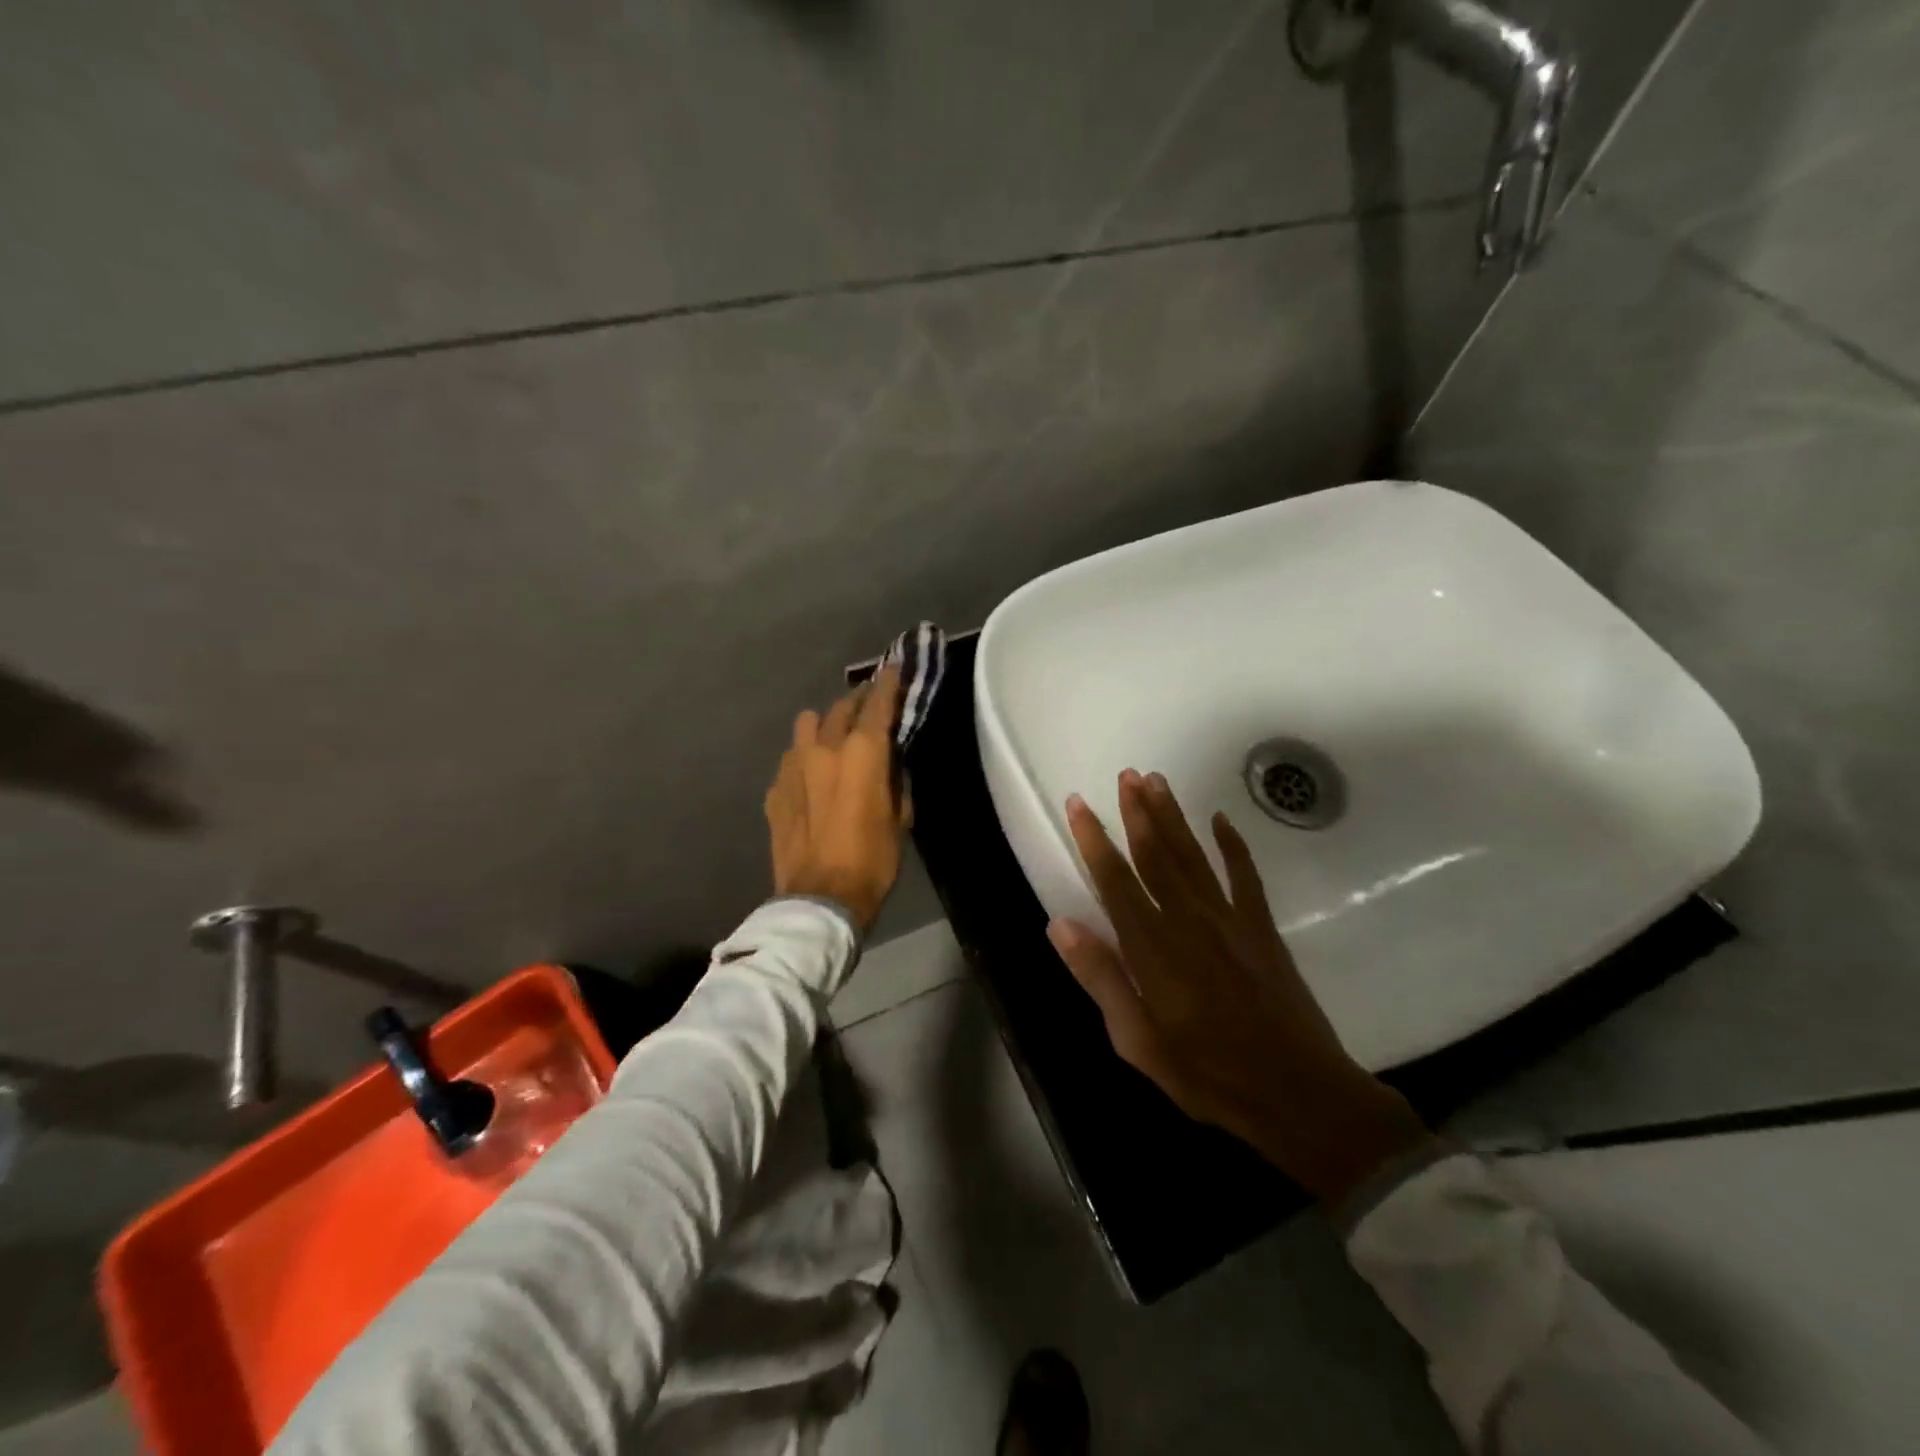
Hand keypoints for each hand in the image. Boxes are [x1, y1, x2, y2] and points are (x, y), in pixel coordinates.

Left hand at [765, 669, 910, 934]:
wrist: (820, 898)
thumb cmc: (873, 859)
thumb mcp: (900, 817)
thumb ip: (896, 779)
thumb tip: (891, 761)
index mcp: (862, 752)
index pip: (878, 703)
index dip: (889, 682)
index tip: (895, 666)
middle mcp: (824, 747)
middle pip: (841, 707)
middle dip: (858, 702)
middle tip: (870, 707)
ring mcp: (793, 766)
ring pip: (808, 725)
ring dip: (824, 725)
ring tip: (834, 740)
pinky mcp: (774, 788)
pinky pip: (791, 758)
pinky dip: (805, 758)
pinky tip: (812, 778)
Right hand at [1049, 770, 1428, 1205]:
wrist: (1299, 1094)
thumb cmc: (1208, 1074)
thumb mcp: (1138, 1042)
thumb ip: (1101, 978)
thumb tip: (1060, 924)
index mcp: (1152, 948)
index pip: (1114, 880)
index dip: (1093, 839)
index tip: (1078, 804)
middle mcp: (1188, 920)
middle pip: (1156, 855)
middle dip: (1137, 812)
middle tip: (1125, 774)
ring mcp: (1229, 920)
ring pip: (1193, 855)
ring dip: (1173, 816)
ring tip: (1156, 780)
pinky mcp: (1262, 928)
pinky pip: (1245, 875)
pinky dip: (1233, 845)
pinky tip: (1221, 819)